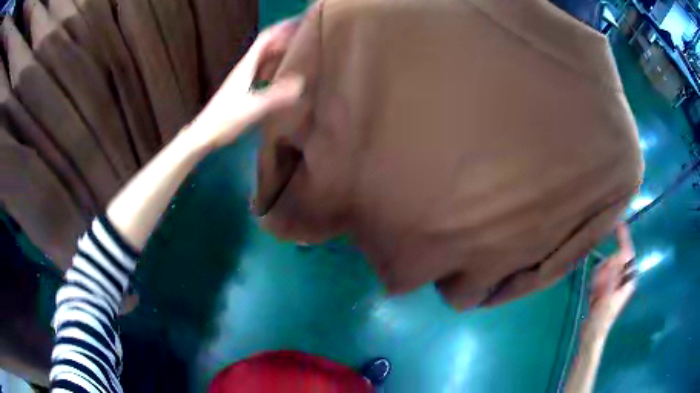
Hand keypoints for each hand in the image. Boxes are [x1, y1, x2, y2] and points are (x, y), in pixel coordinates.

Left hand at [186, 19, 304, 151]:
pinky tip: (283, 72)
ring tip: (299, 49)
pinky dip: (275, 64)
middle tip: (306, 34)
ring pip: (264, 56)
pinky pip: (262, 69)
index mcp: (247, 66)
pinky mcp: (243, 88)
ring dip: (280, 49)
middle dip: (285, 36)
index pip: (266, 38)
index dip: (282, 28)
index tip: (300, 21)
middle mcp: (245, 67)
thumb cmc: (225, 120)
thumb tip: (301, 83)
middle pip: (266, 44)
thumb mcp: (252, 108)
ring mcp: (243, 77)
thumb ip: (275, 96)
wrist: (203, 134)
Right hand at [586, 223, 636, 337]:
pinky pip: (599, 275)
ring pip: (605, 267)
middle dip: (605, 268)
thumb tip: (618, 254)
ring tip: (595, 293)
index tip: (618, 223)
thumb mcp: (608, 296)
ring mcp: (614, 282)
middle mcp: (624, 278)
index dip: (624, 238)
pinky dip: (595, 282)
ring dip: (598, 277)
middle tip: (598, 285)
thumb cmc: (602, 317)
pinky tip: (593, 294)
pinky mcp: (606, 287)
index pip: (628, 253)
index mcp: (628, 279)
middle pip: (614, 260)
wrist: (592, 334)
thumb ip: (613, 274)